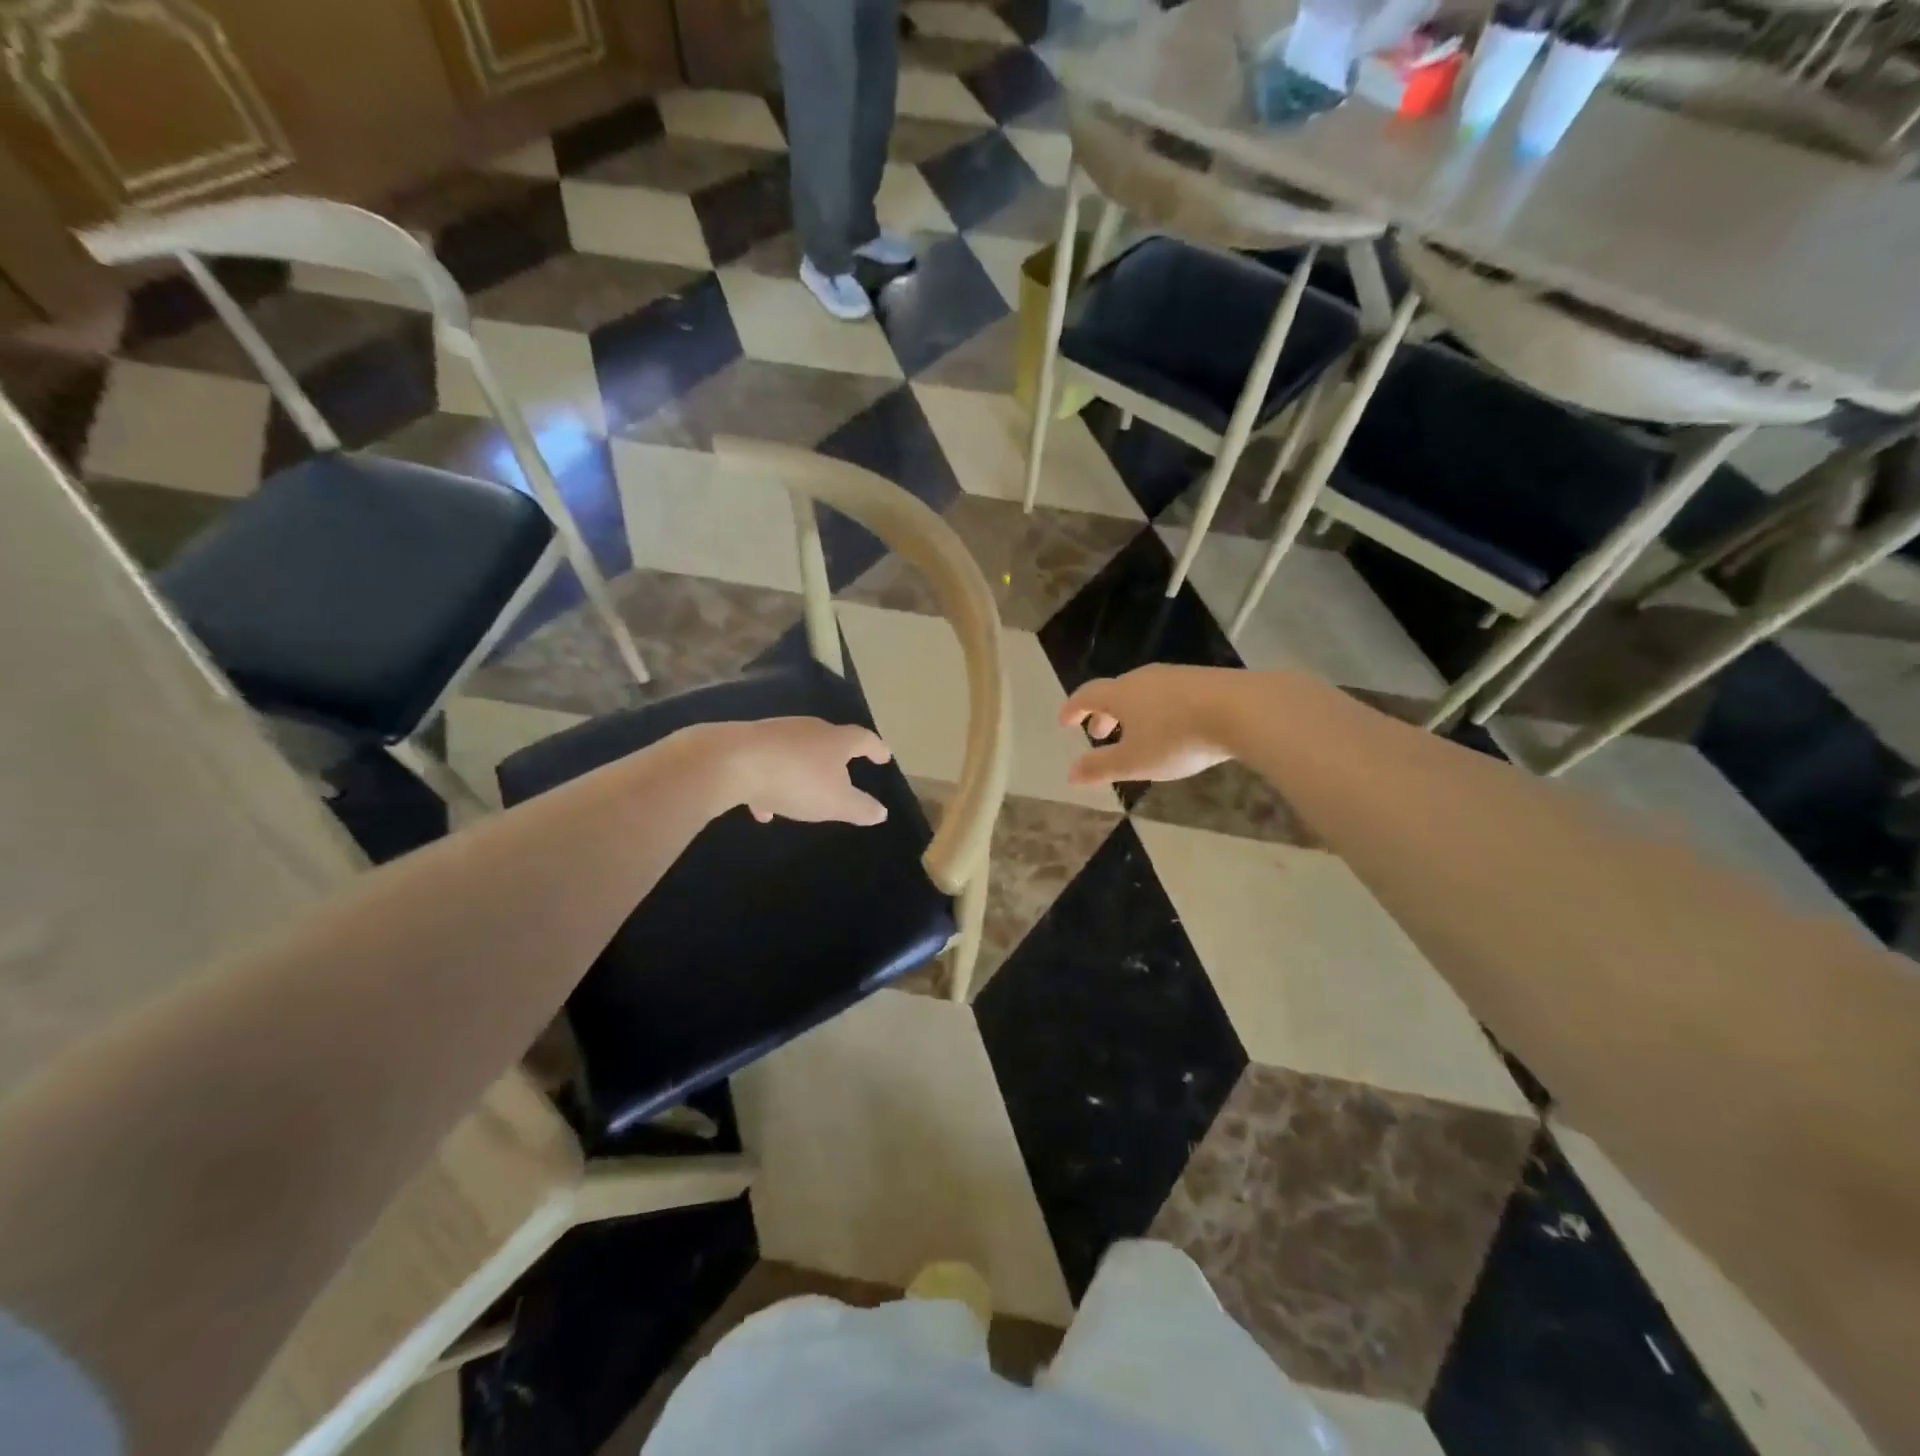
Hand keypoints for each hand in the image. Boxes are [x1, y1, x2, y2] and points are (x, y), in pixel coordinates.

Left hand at [700, 717, 893, 824]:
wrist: (730, 762)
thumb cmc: (795, 780)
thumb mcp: (835, 803)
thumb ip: (860, 808)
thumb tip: (881, 812)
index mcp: (835, 740)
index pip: (864, 740)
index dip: (877, 749)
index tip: (884, 757)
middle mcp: (808, 729)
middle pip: (829, 740)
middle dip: (837, 758)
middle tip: (845, 773)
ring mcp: (776, 733)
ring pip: (797, 753)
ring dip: (803, 773)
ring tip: (803, 797)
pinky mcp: (747, 743)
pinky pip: (768, 764)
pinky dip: (771, 783)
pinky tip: (763, 808)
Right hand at [1059, 665, 1239, 785]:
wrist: (1242, 710)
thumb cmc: (1177, 738)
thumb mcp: (1135, 761)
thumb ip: (1101, 767)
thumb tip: (1070, 773)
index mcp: (1120, 694)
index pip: (1086, 695)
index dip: (1072, 709)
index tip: (1064, 722)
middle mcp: (1143, 678)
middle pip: (1115, 692)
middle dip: (1103, 714)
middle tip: (1098, 734)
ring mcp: (1175, 676)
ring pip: (1143, 692)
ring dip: (1131, 712)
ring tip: (1136, 734)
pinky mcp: (1204, 680)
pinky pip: (1168, 694)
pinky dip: (1157, 710)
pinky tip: (1172, 727)